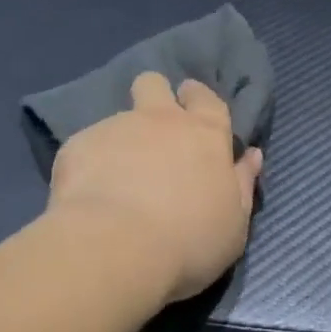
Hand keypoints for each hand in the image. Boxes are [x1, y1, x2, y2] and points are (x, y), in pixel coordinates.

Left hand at [48, 72, 262, 302]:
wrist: (116, 248)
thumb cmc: (189, 240)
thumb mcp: (233, 223)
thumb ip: (242, 184)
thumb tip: (252, 155)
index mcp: (205, 133)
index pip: (206, 97)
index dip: (198, 97)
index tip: (191, 105)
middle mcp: (161, 119)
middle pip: (154, 83)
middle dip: (154, 95)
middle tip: (152, 129)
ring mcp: (117, 128)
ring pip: (118, 117)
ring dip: (121, 140)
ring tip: (115, 178)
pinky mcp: (78, 146)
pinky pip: (86, 147)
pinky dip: (89, 167)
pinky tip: (87, 197)